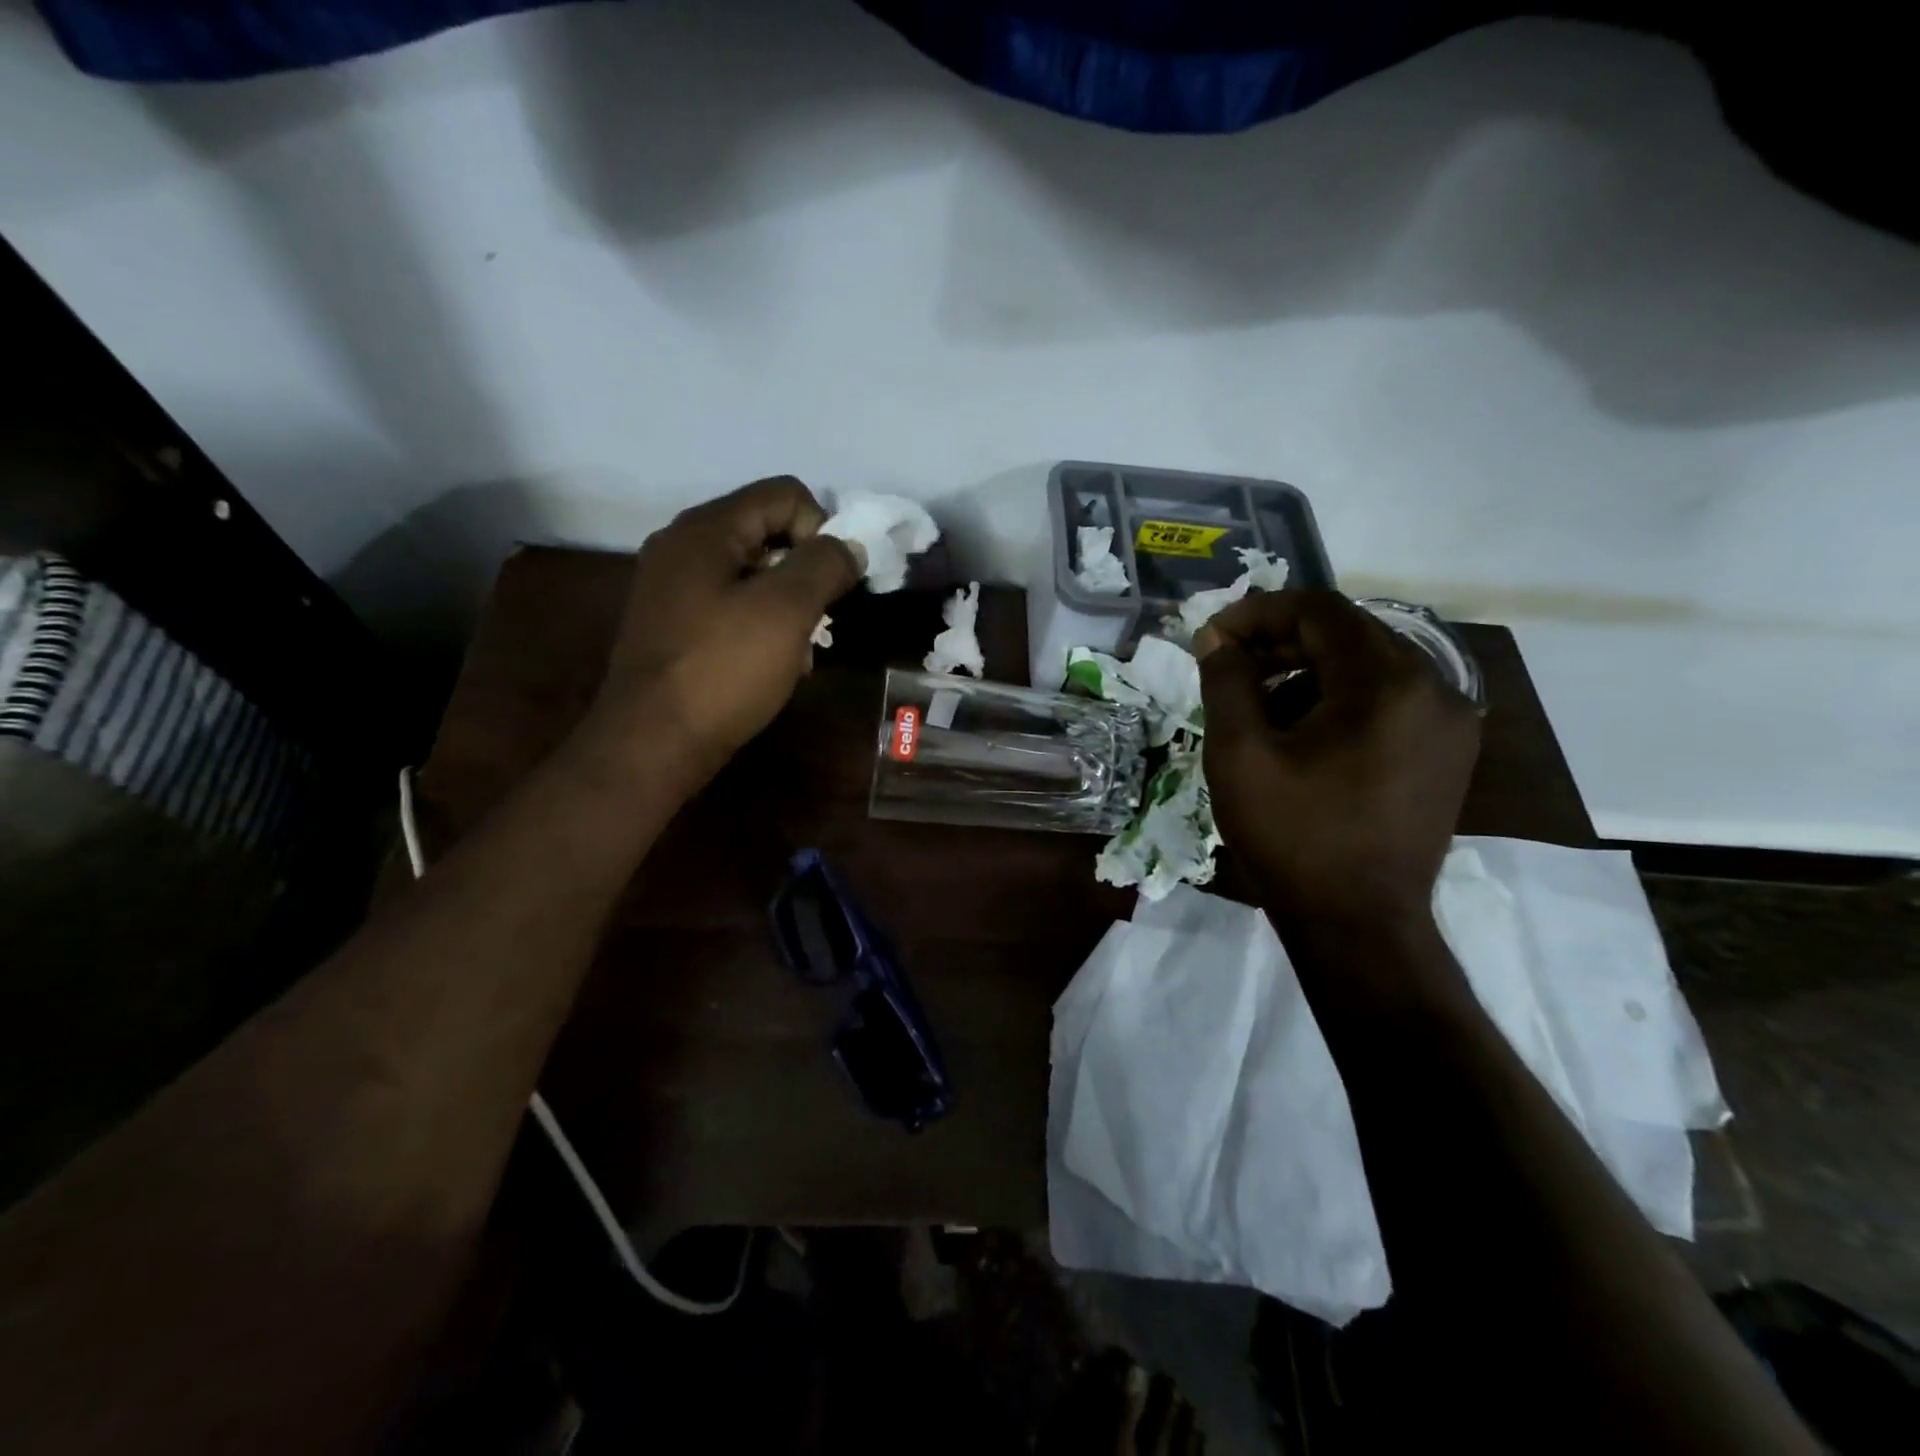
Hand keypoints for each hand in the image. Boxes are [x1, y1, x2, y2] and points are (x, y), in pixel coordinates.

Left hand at [591, 477, 859, 783]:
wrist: (652, 744)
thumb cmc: (722, 670)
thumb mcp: (786, 610)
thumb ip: (825, 565)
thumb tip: (849, 545)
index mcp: (706, 529)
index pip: (785, 494)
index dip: (822, 529)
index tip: (833, 583)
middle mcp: (682, 547)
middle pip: (767, 531)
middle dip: (805, 571)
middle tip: (818, 619)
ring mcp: (673, 588)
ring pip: (752, 573)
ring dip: (787, 604)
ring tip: (797, 650)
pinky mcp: (673, 626)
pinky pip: (730, 606)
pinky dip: (760, 625)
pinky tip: (770, 665)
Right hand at [1196, 591, 1480, 932]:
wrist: (1358, 925)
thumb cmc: (1293, 837)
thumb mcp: (1240, 754)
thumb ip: (1226, 681)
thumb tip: (1216, 638)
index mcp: (1388, 683)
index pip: (1320, 611)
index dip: (1259, 613)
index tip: (1213, 638)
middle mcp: (1435, 688)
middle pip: (1348, 635)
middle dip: (1281, 643)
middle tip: (1229, 669)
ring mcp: (1449, 723)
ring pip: (1368, 667)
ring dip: (1307, 673)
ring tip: (1259, 709)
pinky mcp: (1447, 753)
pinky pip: (1388, 700)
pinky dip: (1339, 701)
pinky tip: (1302, 736)